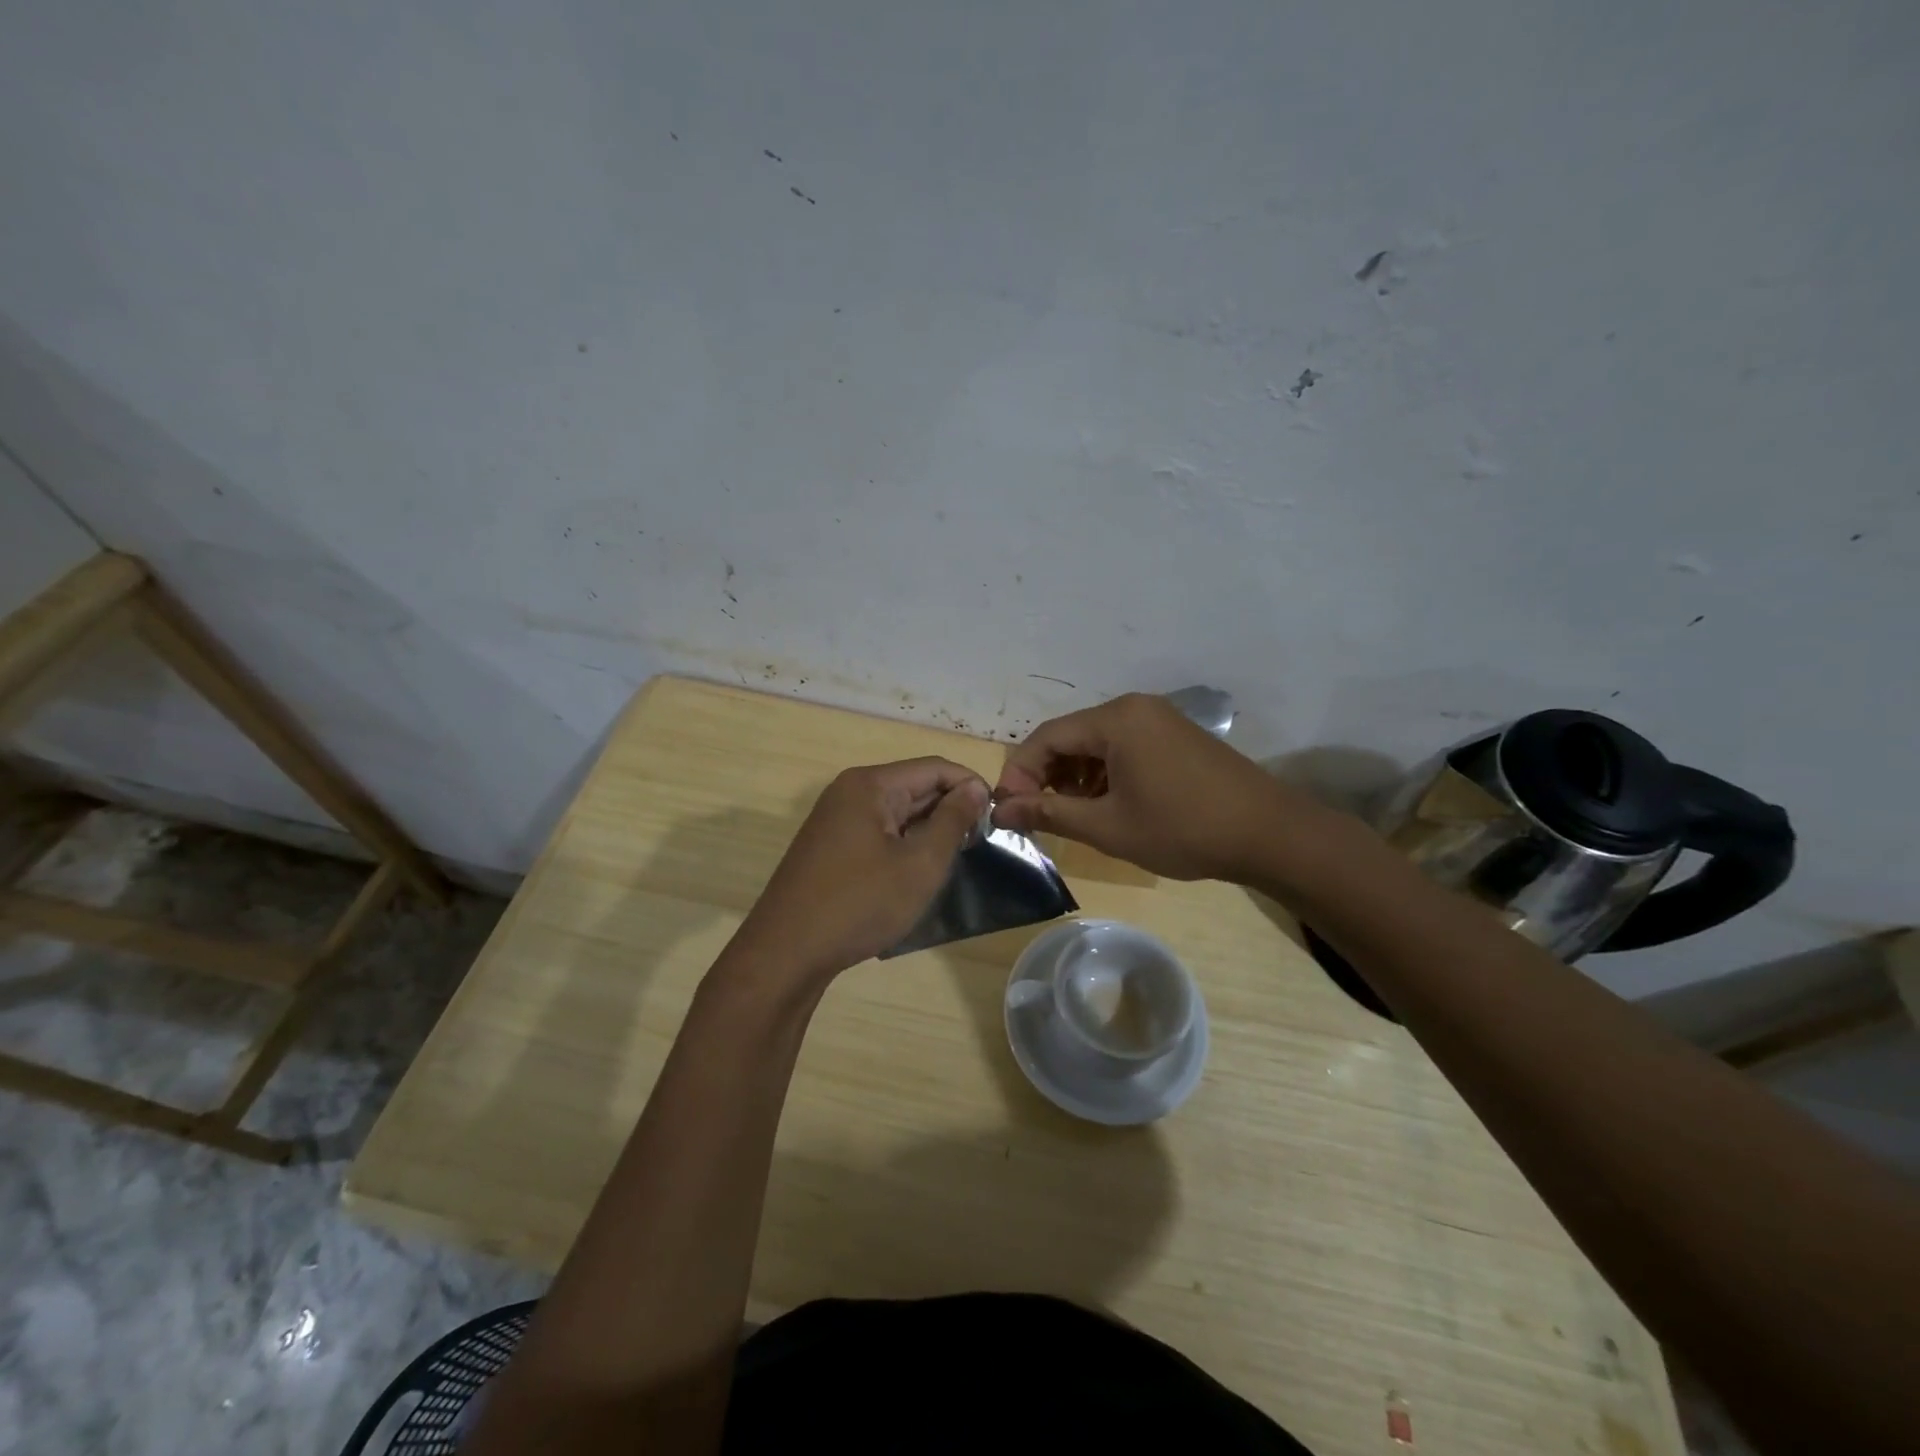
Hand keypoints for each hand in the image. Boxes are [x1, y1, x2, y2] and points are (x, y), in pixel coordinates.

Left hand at [730, 758, 988, 982]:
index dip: (971, 786)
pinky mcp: (830, 845)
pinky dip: (904, 843)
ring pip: (897, 811)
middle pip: (914, 785)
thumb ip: (953, 820)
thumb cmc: (860, 904)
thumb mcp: (920, 864)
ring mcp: (836, 819)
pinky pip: (878, 831)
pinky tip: (919, 870)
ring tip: (957, 858)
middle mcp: (850, 791)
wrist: (787, 953)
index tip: (998, 817)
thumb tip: (976, 788)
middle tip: (982, 843)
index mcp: (870, 784)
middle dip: (950, 809)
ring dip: (929, 829)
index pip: (935, 767)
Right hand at [992, 693, 1310, 882]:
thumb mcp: (1108, 826)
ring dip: (1074, 776)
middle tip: (1037, 814)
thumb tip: (1001, 810)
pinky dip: (1103, 772)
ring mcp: (1158, 719)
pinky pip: (1123, 746)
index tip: (1009, 810)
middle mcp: (1134, 707)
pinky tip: (1107, 803)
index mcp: (1116, 720)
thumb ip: (1050, 813)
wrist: (1269, 833)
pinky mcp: (1174, 735)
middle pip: (1070, 736)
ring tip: (1073, 814)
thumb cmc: (1182, 829)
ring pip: (1096, 742)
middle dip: (1047, 775)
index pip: (1045, 737)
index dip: (1020, 773)